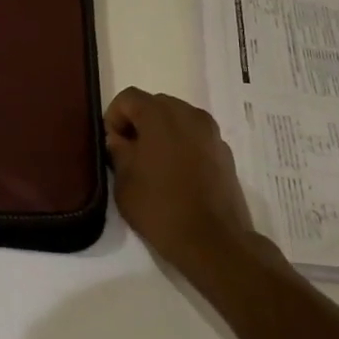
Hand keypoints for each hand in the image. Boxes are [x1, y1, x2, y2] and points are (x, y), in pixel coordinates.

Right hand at [104, 87, 267, 282]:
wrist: (212, 241)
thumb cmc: (160, 208)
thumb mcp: (124, 181)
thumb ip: (118, 151)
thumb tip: (119, 139)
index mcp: (160, 116)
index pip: (129, 97)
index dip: (114, 117)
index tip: (113, 145)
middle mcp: (189, 115)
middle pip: (156, 104)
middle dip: (139, 122)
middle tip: (130, 153)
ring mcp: (211, 133)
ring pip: (178, 119)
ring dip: (162, 132)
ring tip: (155, 164)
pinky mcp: (225, 152)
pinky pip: (196, 136)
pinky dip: (183, 144)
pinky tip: (178, 175)